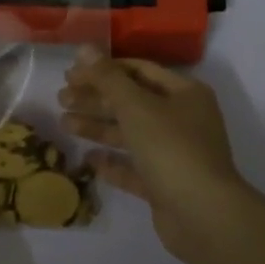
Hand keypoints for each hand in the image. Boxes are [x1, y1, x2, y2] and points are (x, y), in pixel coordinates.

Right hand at [58, 48, 258, 260]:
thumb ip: (108, 78)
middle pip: (132, 102)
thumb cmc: (171, 148)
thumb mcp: (136, 106)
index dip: (104, 69)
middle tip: (61, 98)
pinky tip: (87, 159)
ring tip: (64, 123)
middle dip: (96, 99)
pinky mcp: (166, 185)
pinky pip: (134, 167)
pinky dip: (112, 162)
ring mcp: (175, 154)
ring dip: (98, 127)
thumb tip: (85, 48)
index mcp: (185, 94)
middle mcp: (183, 120)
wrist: (203, 215)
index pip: (139, 70)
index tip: (72, 73)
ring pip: (131, 134)